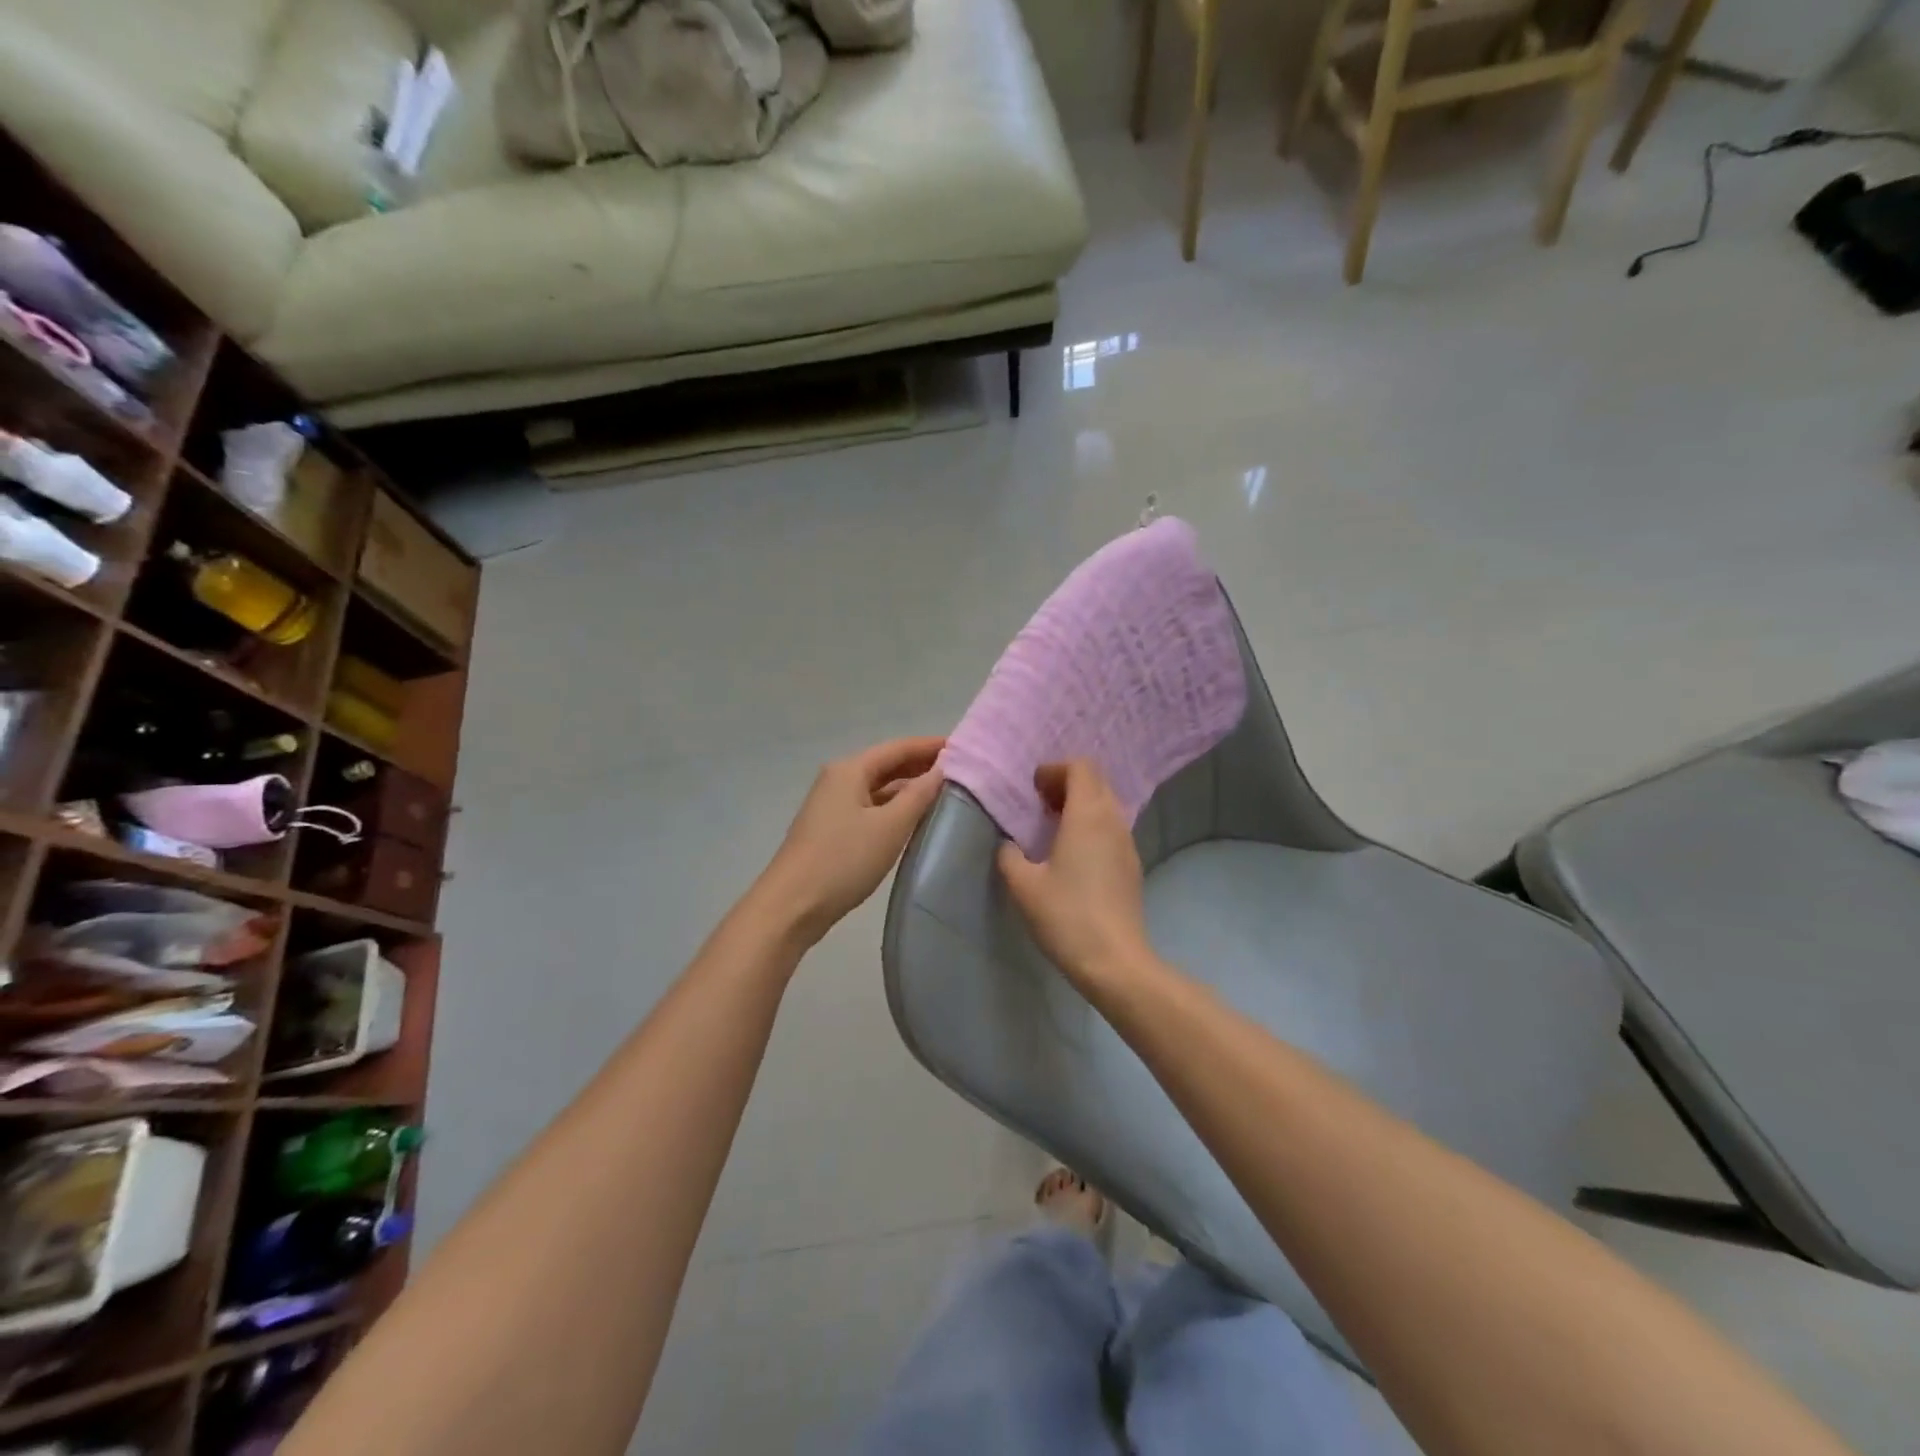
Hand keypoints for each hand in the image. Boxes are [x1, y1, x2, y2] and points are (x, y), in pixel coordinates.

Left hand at [758, 736, 946, 944]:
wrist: (792, 905)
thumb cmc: (843, 860)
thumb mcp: (890, 826)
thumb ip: (919, 795)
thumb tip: (942, 769)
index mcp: (850, 770)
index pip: (898, 747)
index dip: (930, 746)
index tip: (963, 747)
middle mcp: (838, 779)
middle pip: (886, 764)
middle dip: (920, 765)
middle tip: (959, 770)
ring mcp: (832, 805)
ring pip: (878, 788)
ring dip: (908, 787)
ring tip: (944, 793)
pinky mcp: (831, 830)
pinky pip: (870, 807)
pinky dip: (893, 807)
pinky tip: (913, 819)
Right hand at [997, 760, 1153, 987]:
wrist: (1114, 961)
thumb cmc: (1066, 915)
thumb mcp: (1023, 885)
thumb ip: (1009, 855)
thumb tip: (1009, 845)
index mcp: (1087, 815)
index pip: (1080, 767)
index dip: (1054, 770)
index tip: (1032, 789)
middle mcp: (1113, 820)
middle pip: (1096, 781)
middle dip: (1067, 784)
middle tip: (1039, 804)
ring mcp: (1128, 843)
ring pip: (1106, 805)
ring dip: (1080, 805)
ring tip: (1053, 828)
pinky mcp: (1132, 865)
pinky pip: (1112, 828)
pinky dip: (1092, 826)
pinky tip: (1072, 854)